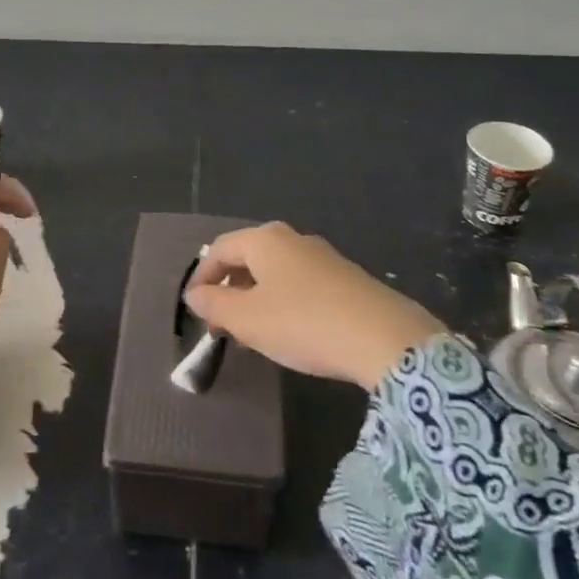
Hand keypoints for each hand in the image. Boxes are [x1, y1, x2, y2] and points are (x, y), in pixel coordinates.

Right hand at [184, 222, 443, 389]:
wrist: (385, 339)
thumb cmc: (303, 323)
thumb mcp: (247, 319)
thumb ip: (214, 304)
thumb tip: (194, 294)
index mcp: (265, 239)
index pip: (219, 249)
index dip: (201, 277)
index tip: (194, 309)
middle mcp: (293, 239)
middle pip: (248, 258)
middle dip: (229, 289)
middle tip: (220, 325)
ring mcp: (324, 257)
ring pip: (275, 272)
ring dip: (256, 299)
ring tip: (251, 334)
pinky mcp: (346, 279)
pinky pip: (300, 284)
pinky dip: (283, 303)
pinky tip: (289, 333)